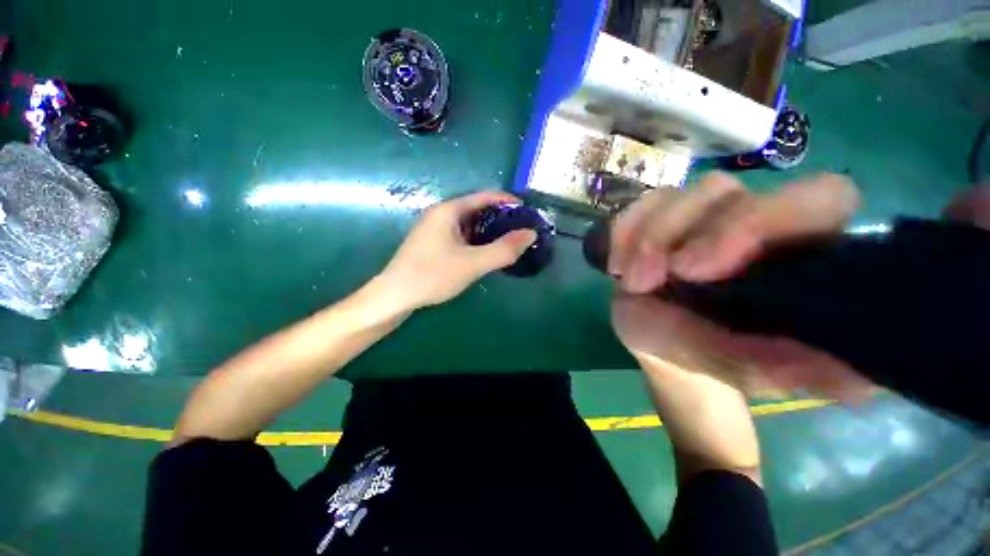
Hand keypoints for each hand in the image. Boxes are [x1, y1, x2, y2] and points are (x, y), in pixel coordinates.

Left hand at [378, 191, 536, 310]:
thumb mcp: (473, 263)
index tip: (526, 210)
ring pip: (468, 224)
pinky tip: (485, 252)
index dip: (506, 201)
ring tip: (508, 241)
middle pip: (476, 209)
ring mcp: (434, 230)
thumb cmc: (433, 274)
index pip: (484, 197)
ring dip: (488, 230)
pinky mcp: (433, 244)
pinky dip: (476, 240)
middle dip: (499, 218)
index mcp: (448, 210)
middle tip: (520, 229)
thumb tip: (531, 234)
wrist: (395, 296)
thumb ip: (504, 249)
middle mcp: (440, 215)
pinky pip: (461, 236)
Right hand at [610, 172, 872, 399]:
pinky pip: (638, 207)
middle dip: (682, 231)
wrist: (660, 343)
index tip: (704, 269)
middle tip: (653, 278)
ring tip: (632, 283)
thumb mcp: (743, 370)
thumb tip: (858, 382)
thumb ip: (783, 367)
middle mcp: (751, 220)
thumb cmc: (709, 357)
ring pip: (675, 196)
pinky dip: (622, 234)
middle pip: (725, 191)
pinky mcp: (658, 218)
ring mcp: (700, 216)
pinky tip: (616, 266)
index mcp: (796, 252)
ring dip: (645, 240)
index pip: (817, 198)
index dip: (765, 219)